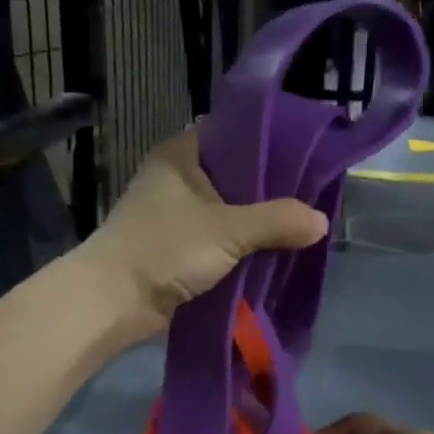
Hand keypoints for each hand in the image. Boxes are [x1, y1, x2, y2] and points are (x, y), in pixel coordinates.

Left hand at [78, 130, 327, 344]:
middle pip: (237, 174)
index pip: (235, 131)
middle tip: (314, 194)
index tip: (309, 153)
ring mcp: (177, 213)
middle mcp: (179, 176)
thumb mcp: (227, 230)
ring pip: (231, 209)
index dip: (272, 139)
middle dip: (272, 188)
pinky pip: (222, 238)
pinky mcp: (179, 246)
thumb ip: (277, 221)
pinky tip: (275, 251)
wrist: (113, 301)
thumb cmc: (165, 249)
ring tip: (303, 224)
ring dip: (259, 221)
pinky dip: (244, 245)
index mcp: (183, 153)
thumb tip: (321, 222)